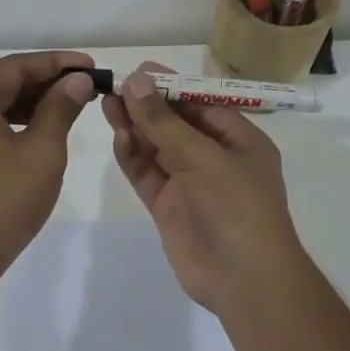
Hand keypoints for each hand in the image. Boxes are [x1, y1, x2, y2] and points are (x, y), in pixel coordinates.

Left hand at [0, 50, 97, 283]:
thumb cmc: (4, 199)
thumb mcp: (42, 150)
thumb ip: (61, 108)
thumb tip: (78, 80)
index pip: (17, 65)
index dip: (58, 63)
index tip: (92, 65)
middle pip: (6, 81)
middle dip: (48, 81)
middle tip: (88, 85)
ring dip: (35, 101)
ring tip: (74, 104)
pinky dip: (19, 121)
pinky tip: (46, 127)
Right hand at [102, 63, 310, 314]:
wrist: (243, 278)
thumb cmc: (235, 206)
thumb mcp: (201, 156)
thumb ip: (164, 121)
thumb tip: (136, 81)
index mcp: (240, 141)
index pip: (201, 104)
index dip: (169, 86)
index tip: (136, 72)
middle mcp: (216, 159)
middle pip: (176, 124)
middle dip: (147, 106)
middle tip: (112, 87)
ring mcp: (192, 185)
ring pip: (158, 149)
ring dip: (135, 128)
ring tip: (106, 105)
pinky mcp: (170, 208)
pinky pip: (148, 176)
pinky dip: (133, 157)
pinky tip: (118, 138)